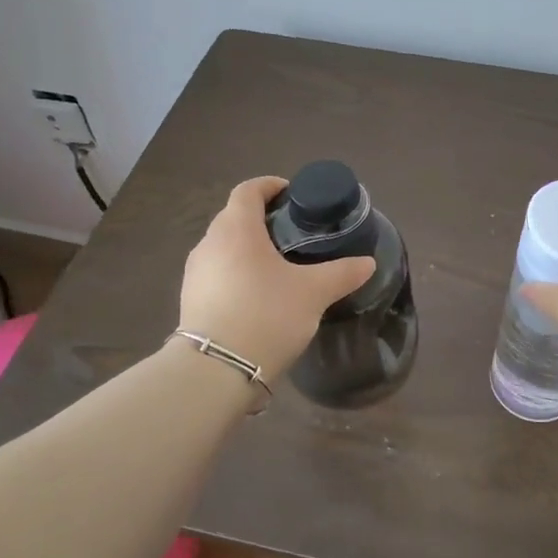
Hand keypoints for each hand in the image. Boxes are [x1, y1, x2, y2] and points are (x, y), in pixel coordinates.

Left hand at [178, 177, 375, 382]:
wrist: (216, 371)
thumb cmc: (266, 315)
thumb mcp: (313, 293)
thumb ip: (342, 273)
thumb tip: (367, 262)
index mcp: (237, 229)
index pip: (248, 190)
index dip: (270, 186)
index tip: (292, 194)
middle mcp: (209, 243)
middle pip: (234, 217)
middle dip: (262, 219)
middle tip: (293, 233)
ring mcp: (195, 273)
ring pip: (224, 247)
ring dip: (248, 248)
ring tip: (278, 266)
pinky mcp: (190, 300)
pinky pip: (217, 274)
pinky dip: (237, 273)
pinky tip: (258, 296)